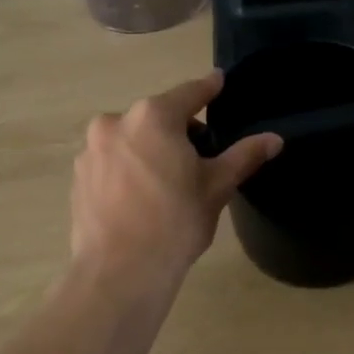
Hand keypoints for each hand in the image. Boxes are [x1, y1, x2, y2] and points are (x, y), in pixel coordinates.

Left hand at [71, 71, 281, 284]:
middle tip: (199, 159)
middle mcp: (116, 122)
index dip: (208, 88)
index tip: (218, 80)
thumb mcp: (216, 187)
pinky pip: (111, 161)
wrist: (119, 272)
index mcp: (153, 117)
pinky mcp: (78, 176)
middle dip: (179, 130)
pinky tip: (139, 198)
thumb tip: (274, 139)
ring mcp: (91, 149)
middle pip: (157, 117)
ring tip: (166, 183)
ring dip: (150, 148)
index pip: (189, 93)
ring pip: (131, 138)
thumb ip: (244, 156)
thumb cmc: (175, 222)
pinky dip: (127, 168)